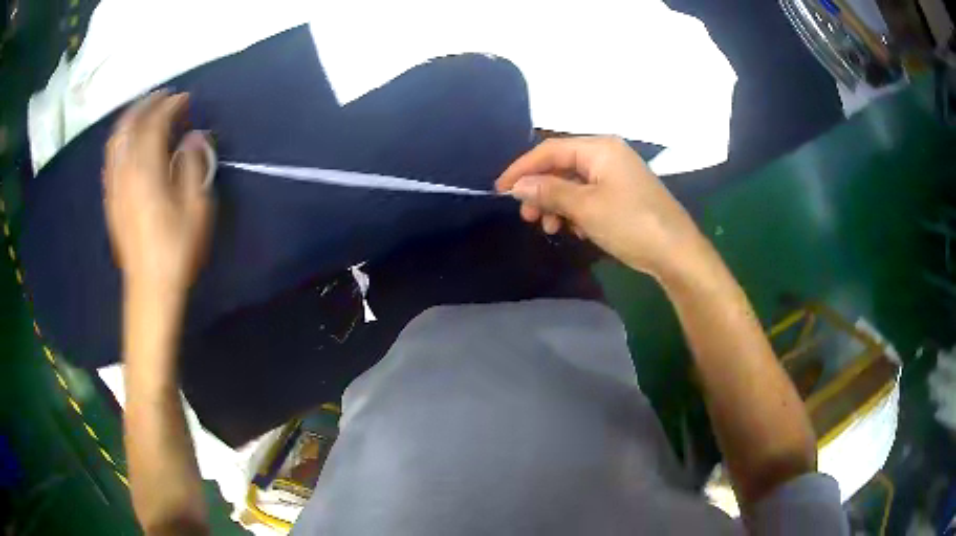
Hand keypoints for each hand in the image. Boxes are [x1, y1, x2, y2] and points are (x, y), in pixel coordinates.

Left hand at [104, 90, 213, 298]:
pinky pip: (111, 159)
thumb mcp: (196, 209)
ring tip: (144, 111)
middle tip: (163, 97)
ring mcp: (115, 186)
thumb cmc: (176, 249)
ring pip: (115, 140)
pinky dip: (120, 140)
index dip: (170, 106)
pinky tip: (129, 141)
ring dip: (129, 119)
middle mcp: (126, 173)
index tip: (184, 98)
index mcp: (147, 172)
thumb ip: (194, 167)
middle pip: (129, 126)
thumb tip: (194, 138)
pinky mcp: (111, 199)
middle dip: (146, 105)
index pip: (154, 125)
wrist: (149, 287)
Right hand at [496, 136, 705, 277]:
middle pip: (561, 166)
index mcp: (599, 148)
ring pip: (574, 183)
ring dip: (557, 204)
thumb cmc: (631, 224)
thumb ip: (549, 191)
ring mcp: (616, 174)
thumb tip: (517, 185)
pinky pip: (589, 195)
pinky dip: (575, 211)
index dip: (522, 168)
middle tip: (527, 216)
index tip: (500, 189)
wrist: (676, 252)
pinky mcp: (622, 194)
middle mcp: (607, 154)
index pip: (550, 149)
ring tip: (550, 228)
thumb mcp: (585, 207)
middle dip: (541, 190)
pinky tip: (573, 230)